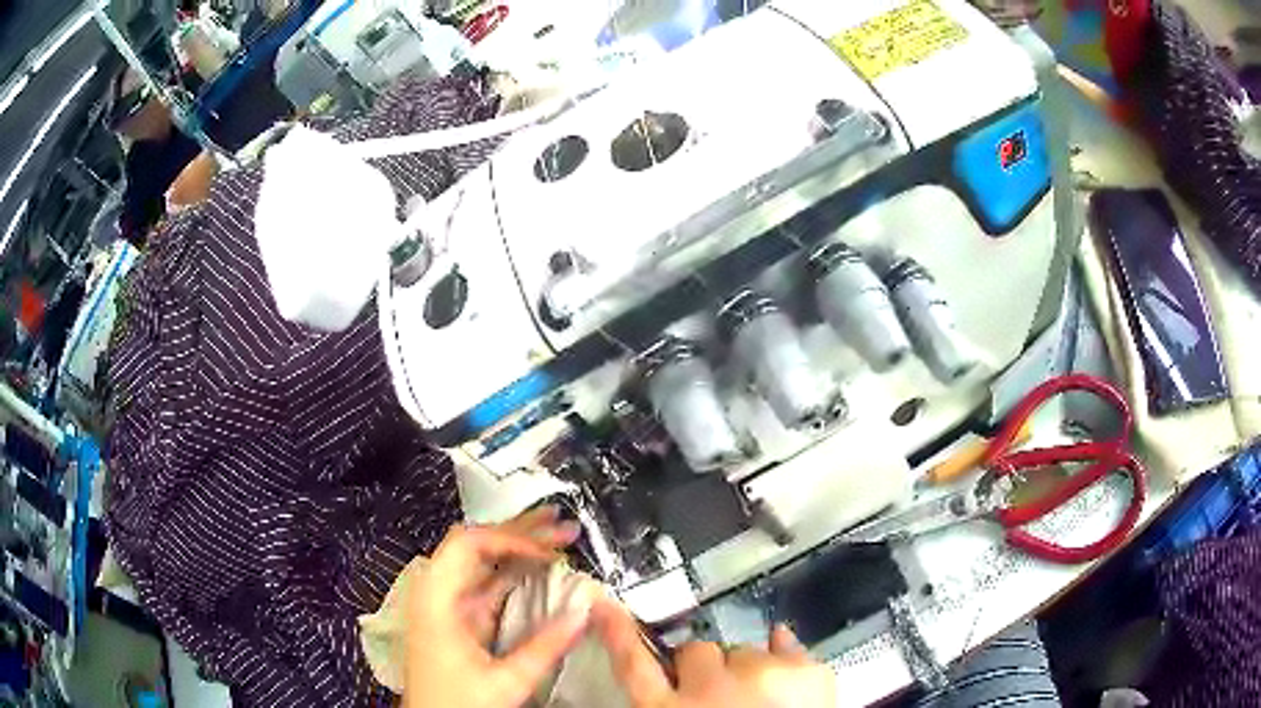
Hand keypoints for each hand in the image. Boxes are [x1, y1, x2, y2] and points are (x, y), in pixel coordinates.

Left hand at [403, 506, 585, 707]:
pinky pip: (486, 584)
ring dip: (518, 547)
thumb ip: (545, 647)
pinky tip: (538, 569)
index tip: (549, 549)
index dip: (511, 539)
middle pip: (474, 545)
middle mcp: (437, 594)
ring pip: (481, 563)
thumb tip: (582, 613)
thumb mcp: (505, 681)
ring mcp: (447, 606)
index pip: (469, 546)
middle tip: (560, 523)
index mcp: (436, 601)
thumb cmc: (456, 703)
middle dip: (520, 531)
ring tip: (555, 534)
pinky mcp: (458, 619)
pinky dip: (513, 572)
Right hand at [592, 601, 836, 707]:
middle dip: (706, 667)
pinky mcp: (804, 670)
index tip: (603, 606)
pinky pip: (787, 645)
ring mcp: (760, 674)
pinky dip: (785, 659)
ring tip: (759, 701)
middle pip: (696, 651)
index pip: (632, 665)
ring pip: (743, 650)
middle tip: (721, 697)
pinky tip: (786, 682)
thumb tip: (671, 687)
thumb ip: (667, 704)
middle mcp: (707, 687)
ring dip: (747, 669)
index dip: (617, 634)